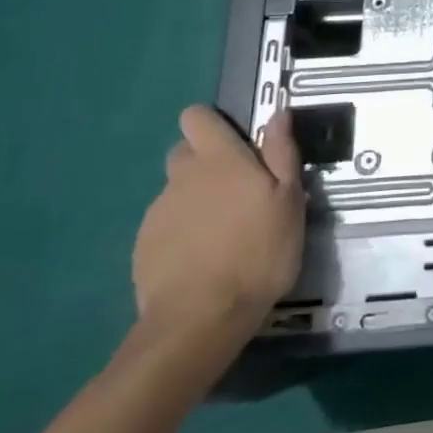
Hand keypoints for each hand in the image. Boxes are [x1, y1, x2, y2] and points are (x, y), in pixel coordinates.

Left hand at [132, 106, 305, 348]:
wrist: (200, 320)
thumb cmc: (258, 252)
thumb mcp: (289, 199)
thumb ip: (282, 152)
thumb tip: (278, 112)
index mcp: (218, 159)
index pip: (196, 117)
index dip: (212, 123)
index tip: (236, 143)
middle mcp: (182, 177)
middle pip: (184, 152)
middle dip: (205, 162)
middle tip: (236, 190)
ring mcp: (158, 213)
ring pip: (177, 191)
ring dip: (196, 199)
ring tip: (223, 232)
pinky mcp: (143, 248)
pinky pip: (166, 225)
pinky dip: (182, 232)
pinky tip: (202, 258)